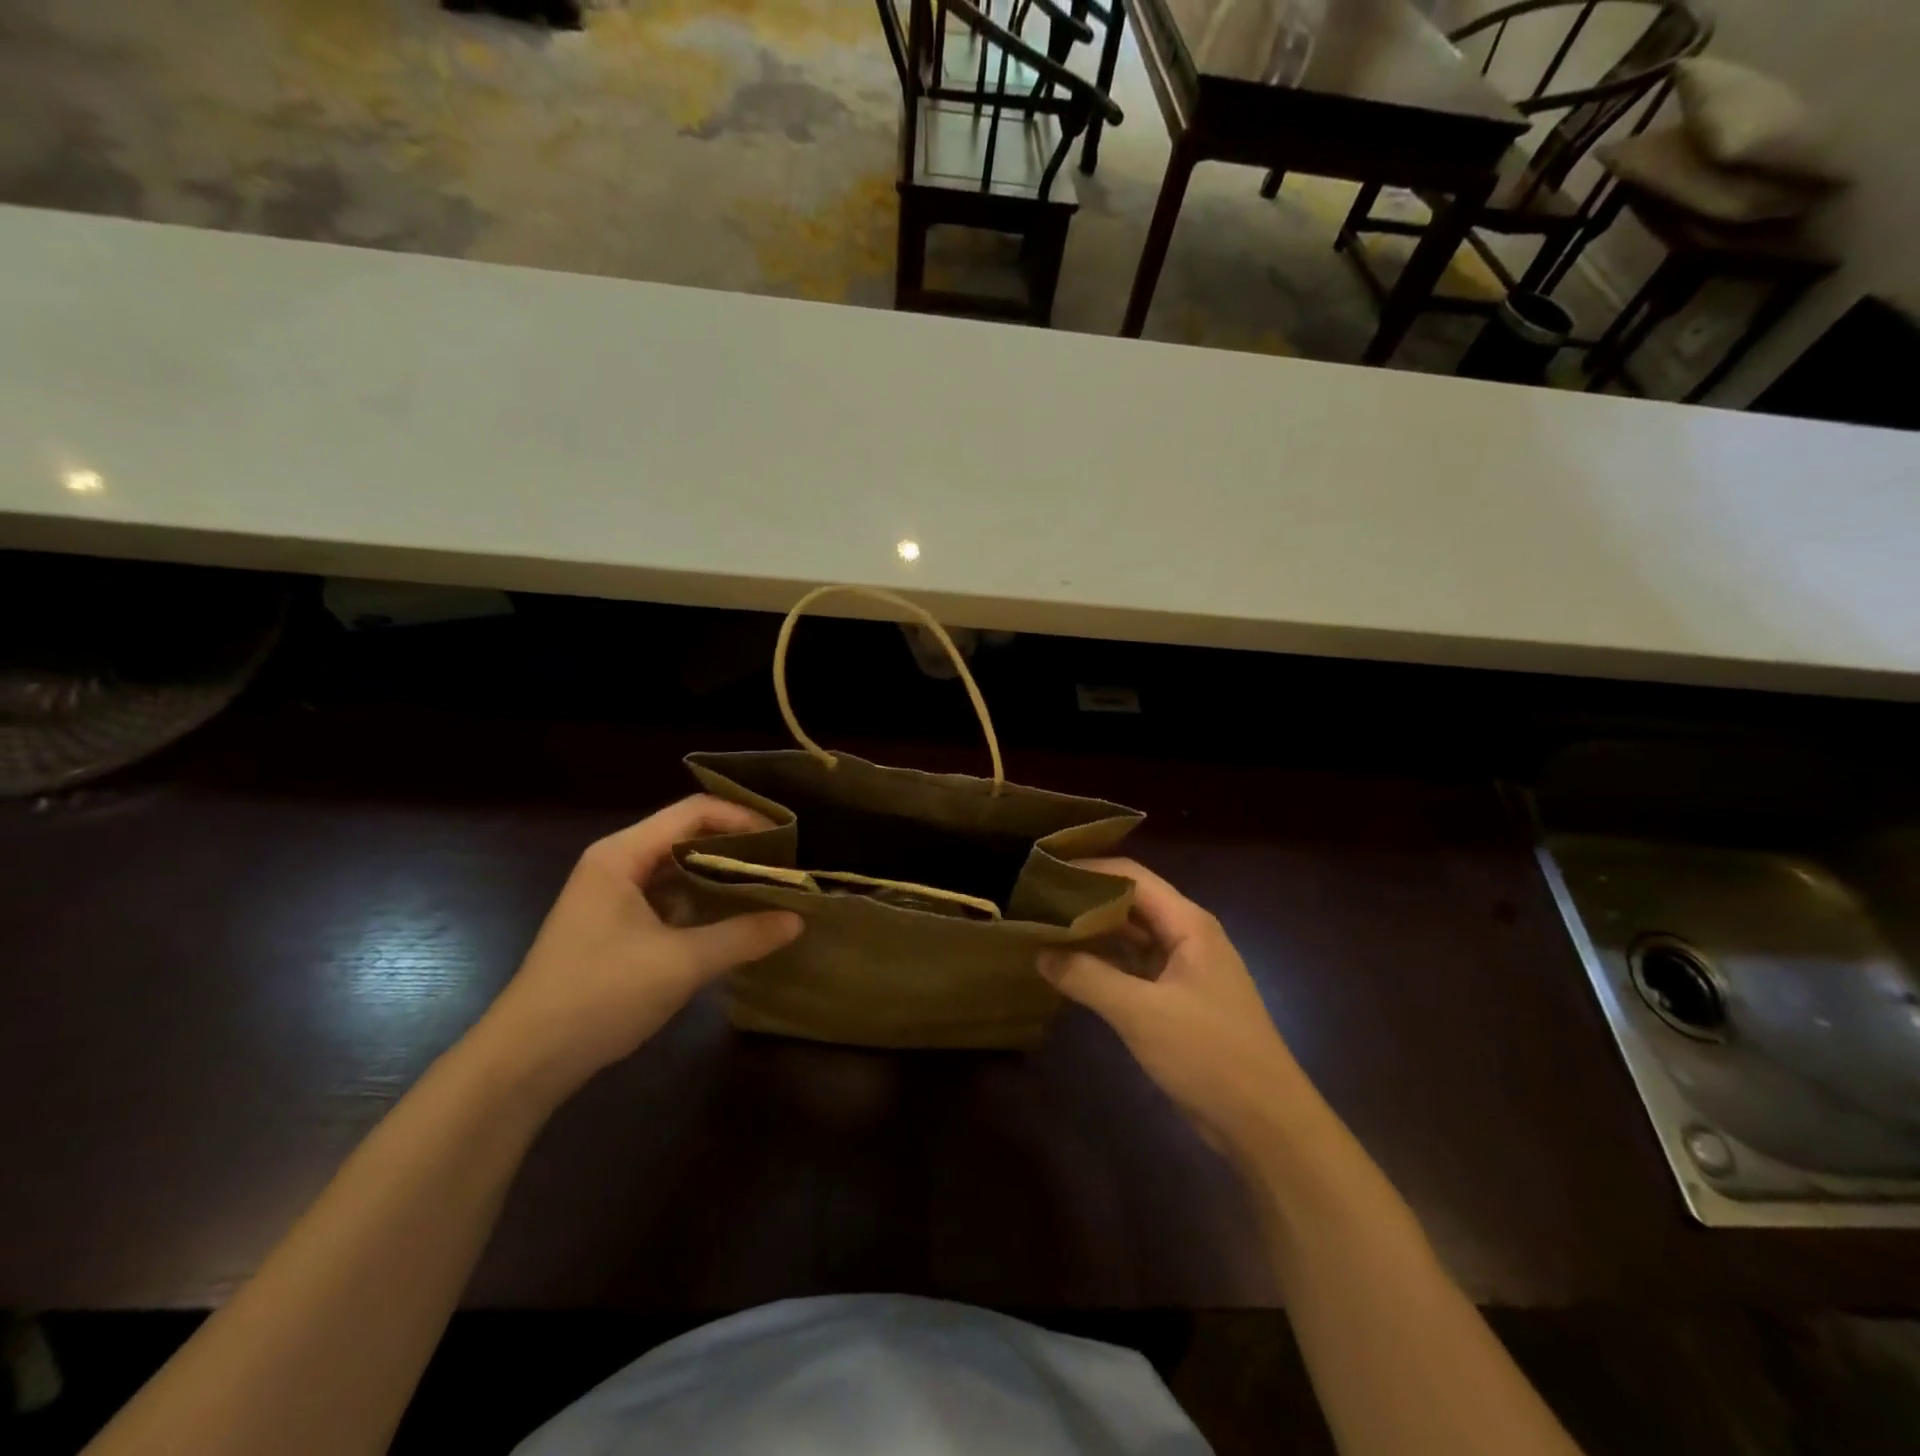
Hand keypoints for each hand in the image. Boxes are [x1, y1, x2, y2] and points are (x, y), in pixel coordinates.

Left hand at [470, 796, 800, 1100]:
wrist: (525, 1061)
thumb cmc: (599, 995)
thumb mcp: (680, 963)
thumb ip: (743, 936)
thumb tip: (798, 919)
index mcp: (622, 854)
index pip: (694, 812)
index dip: (743, 817)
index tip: (787, 837)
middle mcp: (617, 864)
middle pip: (688, 835)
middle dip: (738, 846)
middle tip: (787, 862)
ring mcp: (614, 896)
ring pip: (680, 868)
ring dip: (723, 874)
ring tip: (771, 886)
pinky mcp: (616, 926)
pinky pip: (670, 897)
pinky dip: (704, 901)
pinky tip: (736, 918)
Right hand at [1038, 859, 1307, 1159]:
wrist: (1266, 1125)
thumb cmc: (1210, 1055)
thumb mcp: (1141, 1013)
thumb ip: (1088, 978)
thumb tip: (1040, 952)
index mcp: (1188, 924)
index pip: (1131, 875)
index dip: (1088, 869)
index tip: (1043, 873)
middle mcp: (1186, 936)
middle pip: (1130, 901)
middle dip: (1084, 899)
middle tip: (1034, 901)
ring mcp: (1183, 968)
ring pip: (1130, 935)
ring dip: (1092, 932)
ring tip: (1043, 929)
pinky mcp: (1177, 999)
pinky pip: (1133, 967)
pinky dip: (1103, 964)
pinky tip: (1069, 968)